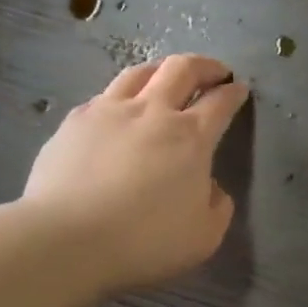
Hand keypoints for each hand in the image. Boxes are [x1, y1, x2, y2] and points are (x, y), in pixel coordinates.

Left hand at [23, 55, 249, 296]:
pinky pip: (105, 94)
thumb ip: (217, 206)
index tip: (239, 90)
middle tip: (215, 72)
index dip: (234, 93)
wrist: (67, 238)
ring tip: (167, 76)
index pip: (220, 102)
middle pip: (183, 69)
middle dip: (205, 65)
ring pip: (141, 72)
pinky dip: (124, 94)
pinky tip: (120, 108)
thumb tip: (211, 187)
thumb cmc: (145, 241)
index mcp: (191, 137)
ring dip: (162, 69)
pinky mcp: (75, 120)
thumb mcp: (204, 236)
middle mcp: (153, 112)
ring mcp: (110, 110)